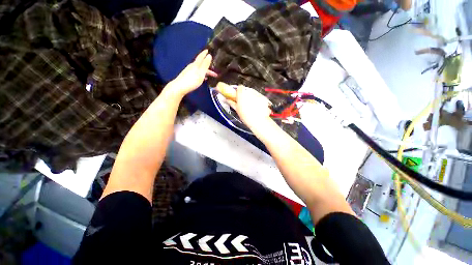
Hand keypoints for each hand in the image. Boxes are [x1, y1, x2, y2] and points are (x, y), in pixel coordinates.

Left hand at [167, 50, 216, 97]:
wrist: (179, 87)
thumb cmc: (192, 80)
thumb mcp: (201, 73)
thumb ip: (205, 65)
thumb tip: (209, 55)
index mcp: (195, 65)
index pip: (201, 57)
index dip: (204, 54)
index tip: (208, 50)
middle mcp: (192, 66)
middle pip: (201, 64)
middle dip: (207, 66)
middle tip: (214, 70)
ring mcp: (189, 71)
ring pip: (199, 69)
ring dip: (205, 71)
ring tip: (210, 76)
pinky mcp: (187, 76)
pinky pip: (197, 73)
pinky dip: (201, 74)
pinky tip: (203, 79)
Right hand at [226, 86, 272, 132]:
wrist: (258, 121)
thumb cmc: (246, 116)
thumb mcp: (237, 110)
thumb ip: (232, 103)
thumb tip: (228, 100)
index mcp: (242, 93)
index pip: (240, 87)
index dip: (239, 92)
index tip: (238, 96)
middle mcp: (250, 92)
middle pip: (247, 90)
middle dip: (246, 95)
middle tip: (245, 103)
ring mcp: (258, 94)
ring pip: (254, 94)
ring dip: (252, 98)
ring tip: (252, 107)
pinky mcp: (264, 98)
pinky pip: (260, 97)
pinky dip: (259, 101)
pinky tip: (257, 108)